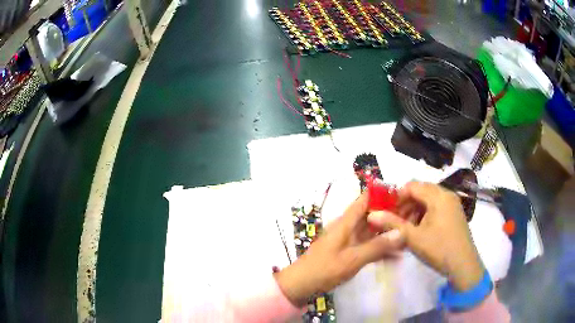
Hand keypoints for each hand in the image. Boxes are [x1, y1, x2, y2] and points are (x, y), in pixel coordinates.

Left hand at [275, 193, 404, 305]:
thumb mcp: (353, 259)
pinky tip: (396, 256)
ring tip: (409, 236)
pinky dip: (380, 249)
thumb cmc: (324, 269)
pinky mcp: (348, 253)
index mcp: (346, 222)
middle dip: (391, 215)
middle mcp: (348, 227)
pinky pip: (367, 246)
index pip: (366, 199)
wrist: (301, 285)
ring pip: (372, 232)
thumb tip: (401, 232)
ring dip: (387, 234)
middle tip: (413, 218)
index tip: (404, 196)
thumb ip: (377, 247)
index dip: (383, 194)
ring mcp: (348, 241)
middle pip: (372, 215)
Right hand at [368, 182, 483, 291]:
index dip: (397, 196)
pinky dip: (425, 214)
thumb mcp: (413, 237)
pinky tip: (419, 229)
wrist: (463, 265)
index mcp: (438, 196)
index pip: (413, 185)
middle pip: (421, 191)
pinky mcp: (455, 213)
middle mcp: (447, 195)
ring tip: (406, 227)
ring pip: (429, 199)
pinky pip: (437, 206)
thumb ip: (392, 224)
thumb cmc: (439, 248)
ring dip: (415, 209)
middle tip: (394, 220)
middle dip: (405, 203)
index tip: (386, 210)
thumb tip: (371, 214)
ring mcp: (453, 204)